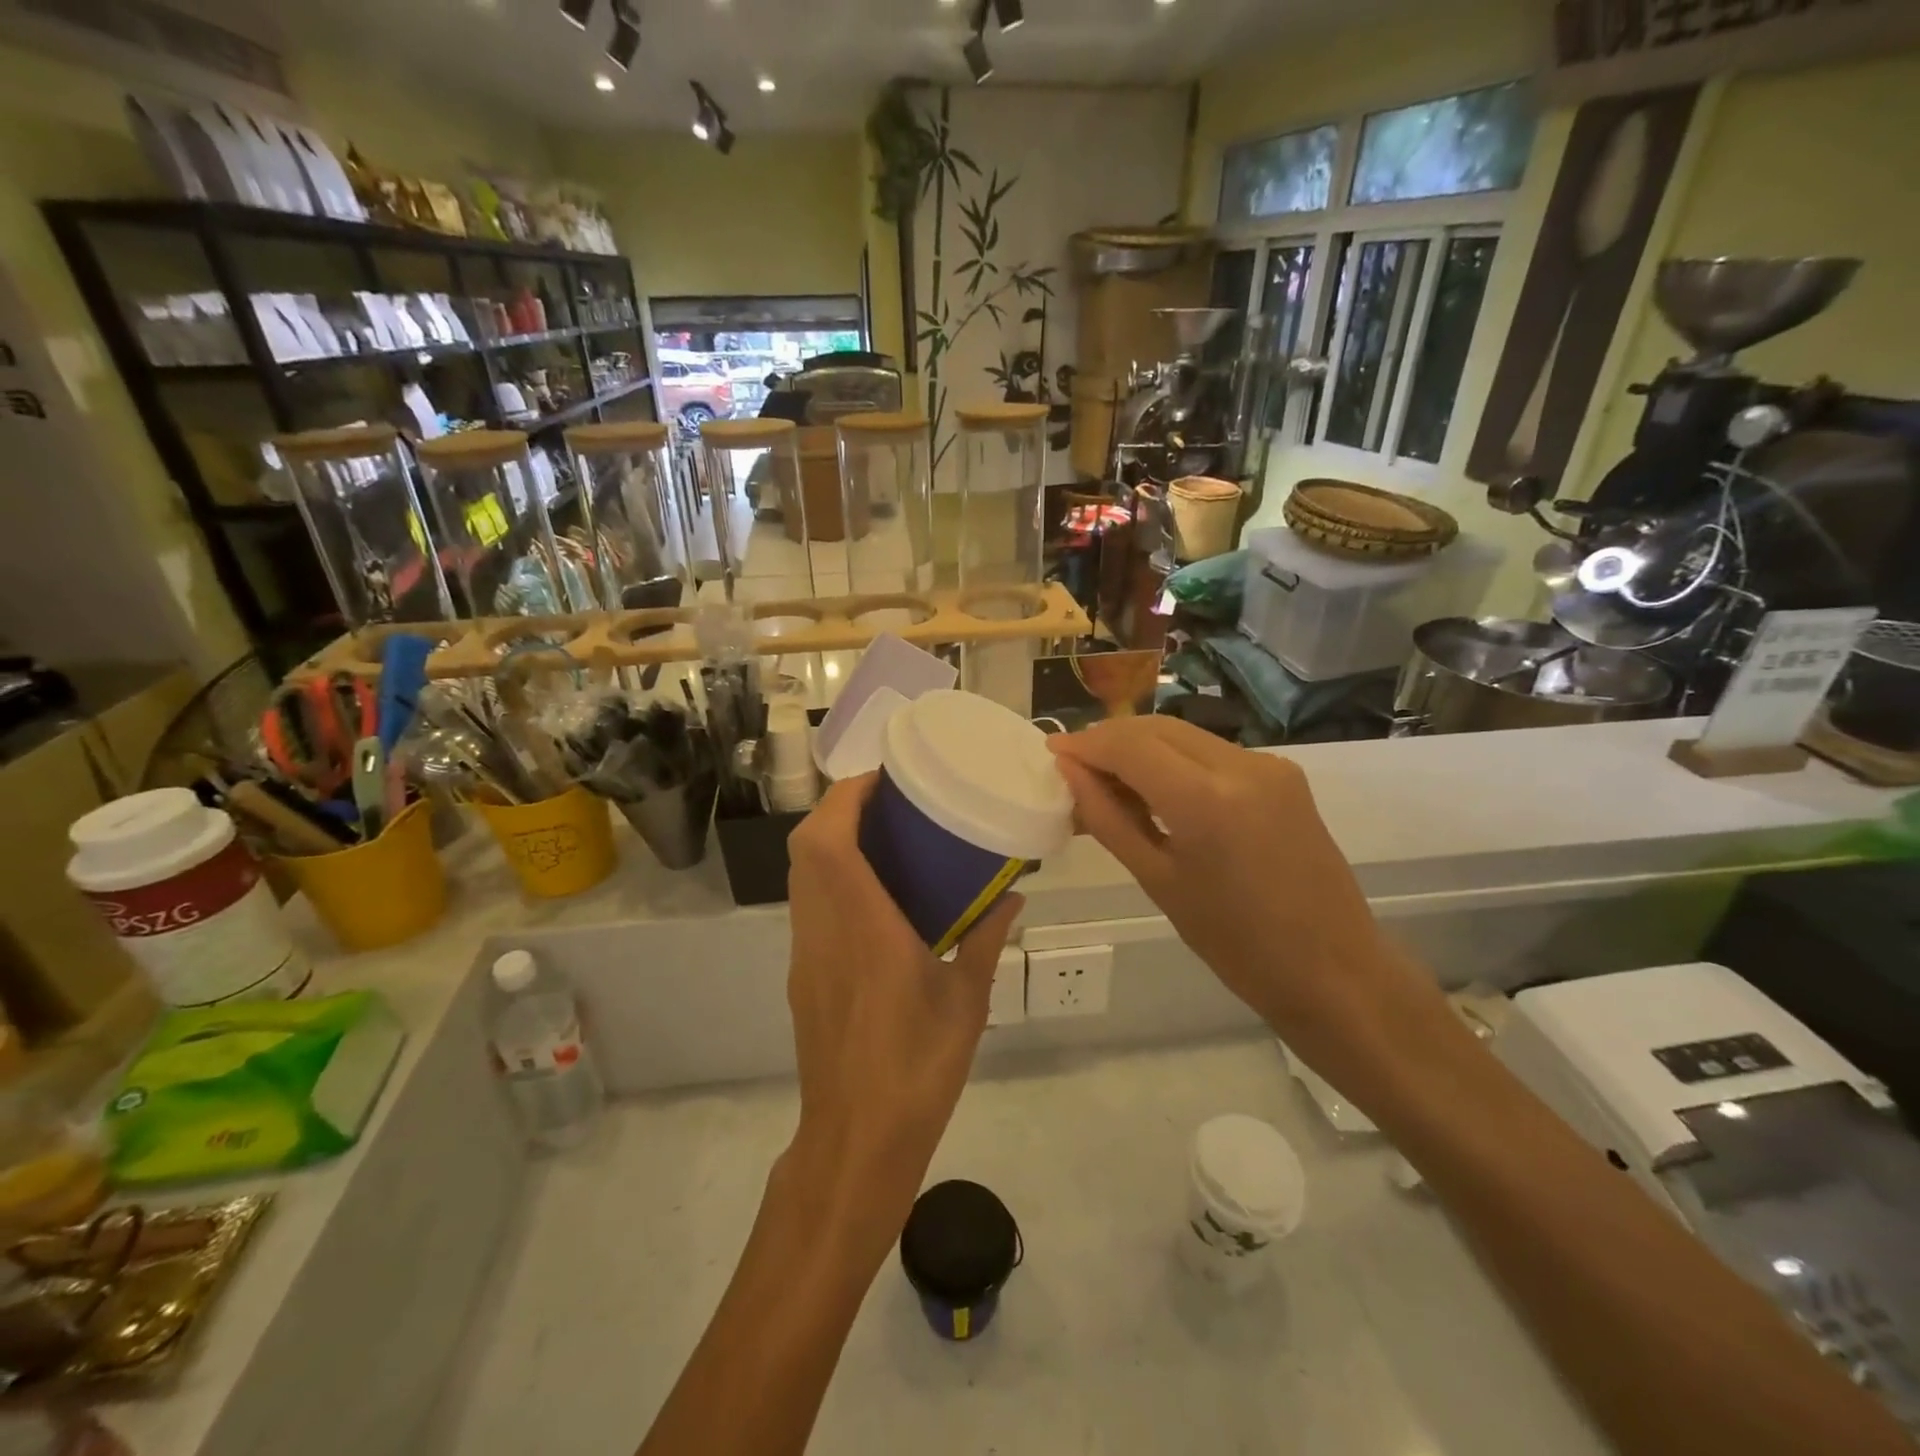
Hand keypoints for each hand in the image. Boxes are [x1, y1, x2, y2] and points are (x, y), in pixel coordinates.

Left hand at [781, 774, 1020, 1258]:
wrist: (856, 1139)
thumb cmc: (917, 1068)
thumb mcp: (967, 1001)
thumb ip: (988, 939)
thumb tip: (1015, 893)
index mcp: (865, 927)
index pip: (831, 841)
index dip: (848, 797)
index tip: (885, 778)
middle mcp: (824, 928)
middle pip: (806, 846)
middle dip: (839, 808)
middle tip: (889, 801)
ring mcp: (806, 952)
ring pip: (801, 873)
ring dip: (830, 839)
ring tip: (882, 834)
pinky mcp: (802, 973)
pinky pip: (807, 903)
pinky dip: (829, 875)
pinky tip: (872, 891)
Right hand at [1048, 718, 1448, 1082]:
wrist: (1334, 970)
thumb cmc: (1236, 943)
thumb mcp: (1158, 882)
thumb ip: (1108, 819)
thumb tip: (1070, 773)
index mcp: (1206, 799)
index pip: (1129, 745)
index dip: (1086, 744)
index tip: (1052, 755)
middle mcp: (1241, 765)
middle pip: (1157, 728)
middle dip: (1110, 740)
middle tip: (1075, 770)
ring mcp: (1269, 766)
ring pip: (1185, 736)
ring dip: (1142, 749)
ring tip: (1110, 785)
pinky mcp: (1284, 775)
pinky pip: (1213, 754)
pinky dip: (1176, 762)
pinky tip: (1158, 793)